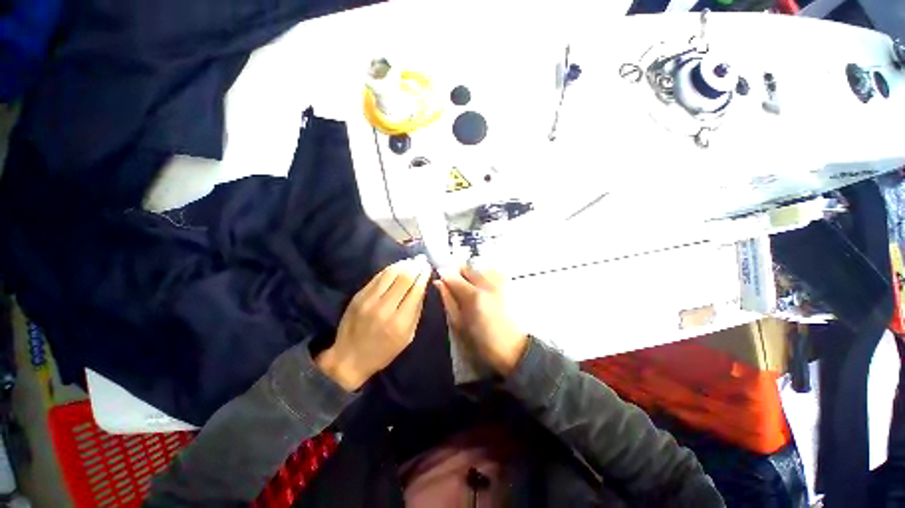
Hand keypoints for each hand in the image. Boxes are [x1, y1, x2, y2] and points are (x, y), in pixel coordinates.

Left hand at [317, 256, 430, 390]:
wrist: (349, 358)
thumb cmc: (384, 351)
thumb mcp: (408, 336)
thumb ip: (416, 311)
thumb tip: (422, 287)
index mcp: (399, 322)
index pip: (415, 290)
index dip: (423, 275)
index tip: (428, 267)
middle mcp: (384, 308)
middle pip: (403, 278)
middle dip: (415, 266)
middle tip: (422, 259)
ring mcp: (368, 300)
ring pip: (389, 274)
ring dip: (403, 264)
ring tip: (411, 260)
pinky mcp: (358, 296)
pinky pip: (377, 277)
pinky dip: (390, 269)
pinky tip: (397, 266)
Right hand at [435, 266, 527, 375]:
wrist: (514, 348)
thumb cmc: (483, 342)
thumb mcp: (459, 325)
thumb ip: (448, 300)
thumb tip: (439, 282)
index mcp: (474, 296)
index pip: (452, 275)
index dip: (444, 276)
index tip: (442, 281)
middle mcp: (488, 283)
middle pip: (467, 267)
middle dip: (459, 275)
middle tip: (459, 290)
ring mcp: (501, 281)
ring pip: (479, 268)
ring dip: (473, 276)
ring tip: (473, 292)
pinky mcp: (509, 283)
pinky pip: (491, 272)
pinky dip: (485, 277)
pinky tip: (486, 292)